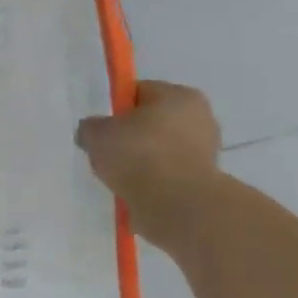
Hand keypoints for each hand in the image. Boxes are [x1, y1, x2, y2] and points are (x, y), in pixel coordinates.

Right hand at [75, 80, 222, 243]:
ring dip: (142, 160)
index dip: (116, 109)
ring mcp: (206, 151)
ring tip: (120, 176)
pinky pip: (168, 173)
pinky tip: (135, 190)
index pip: (139, 92)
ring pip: (161, 149)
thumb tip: (93, 131)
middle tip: (107, 152)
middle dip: (130, 135)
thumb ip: (91, 127)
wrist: (176, 205)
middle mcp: (200, 117)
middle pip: (153, 121)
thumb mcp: (96, 134)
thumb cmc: (138, 155)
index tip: (101, 128)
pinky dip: (152, 180)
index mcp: (179, 96)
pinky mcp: (204, 180)